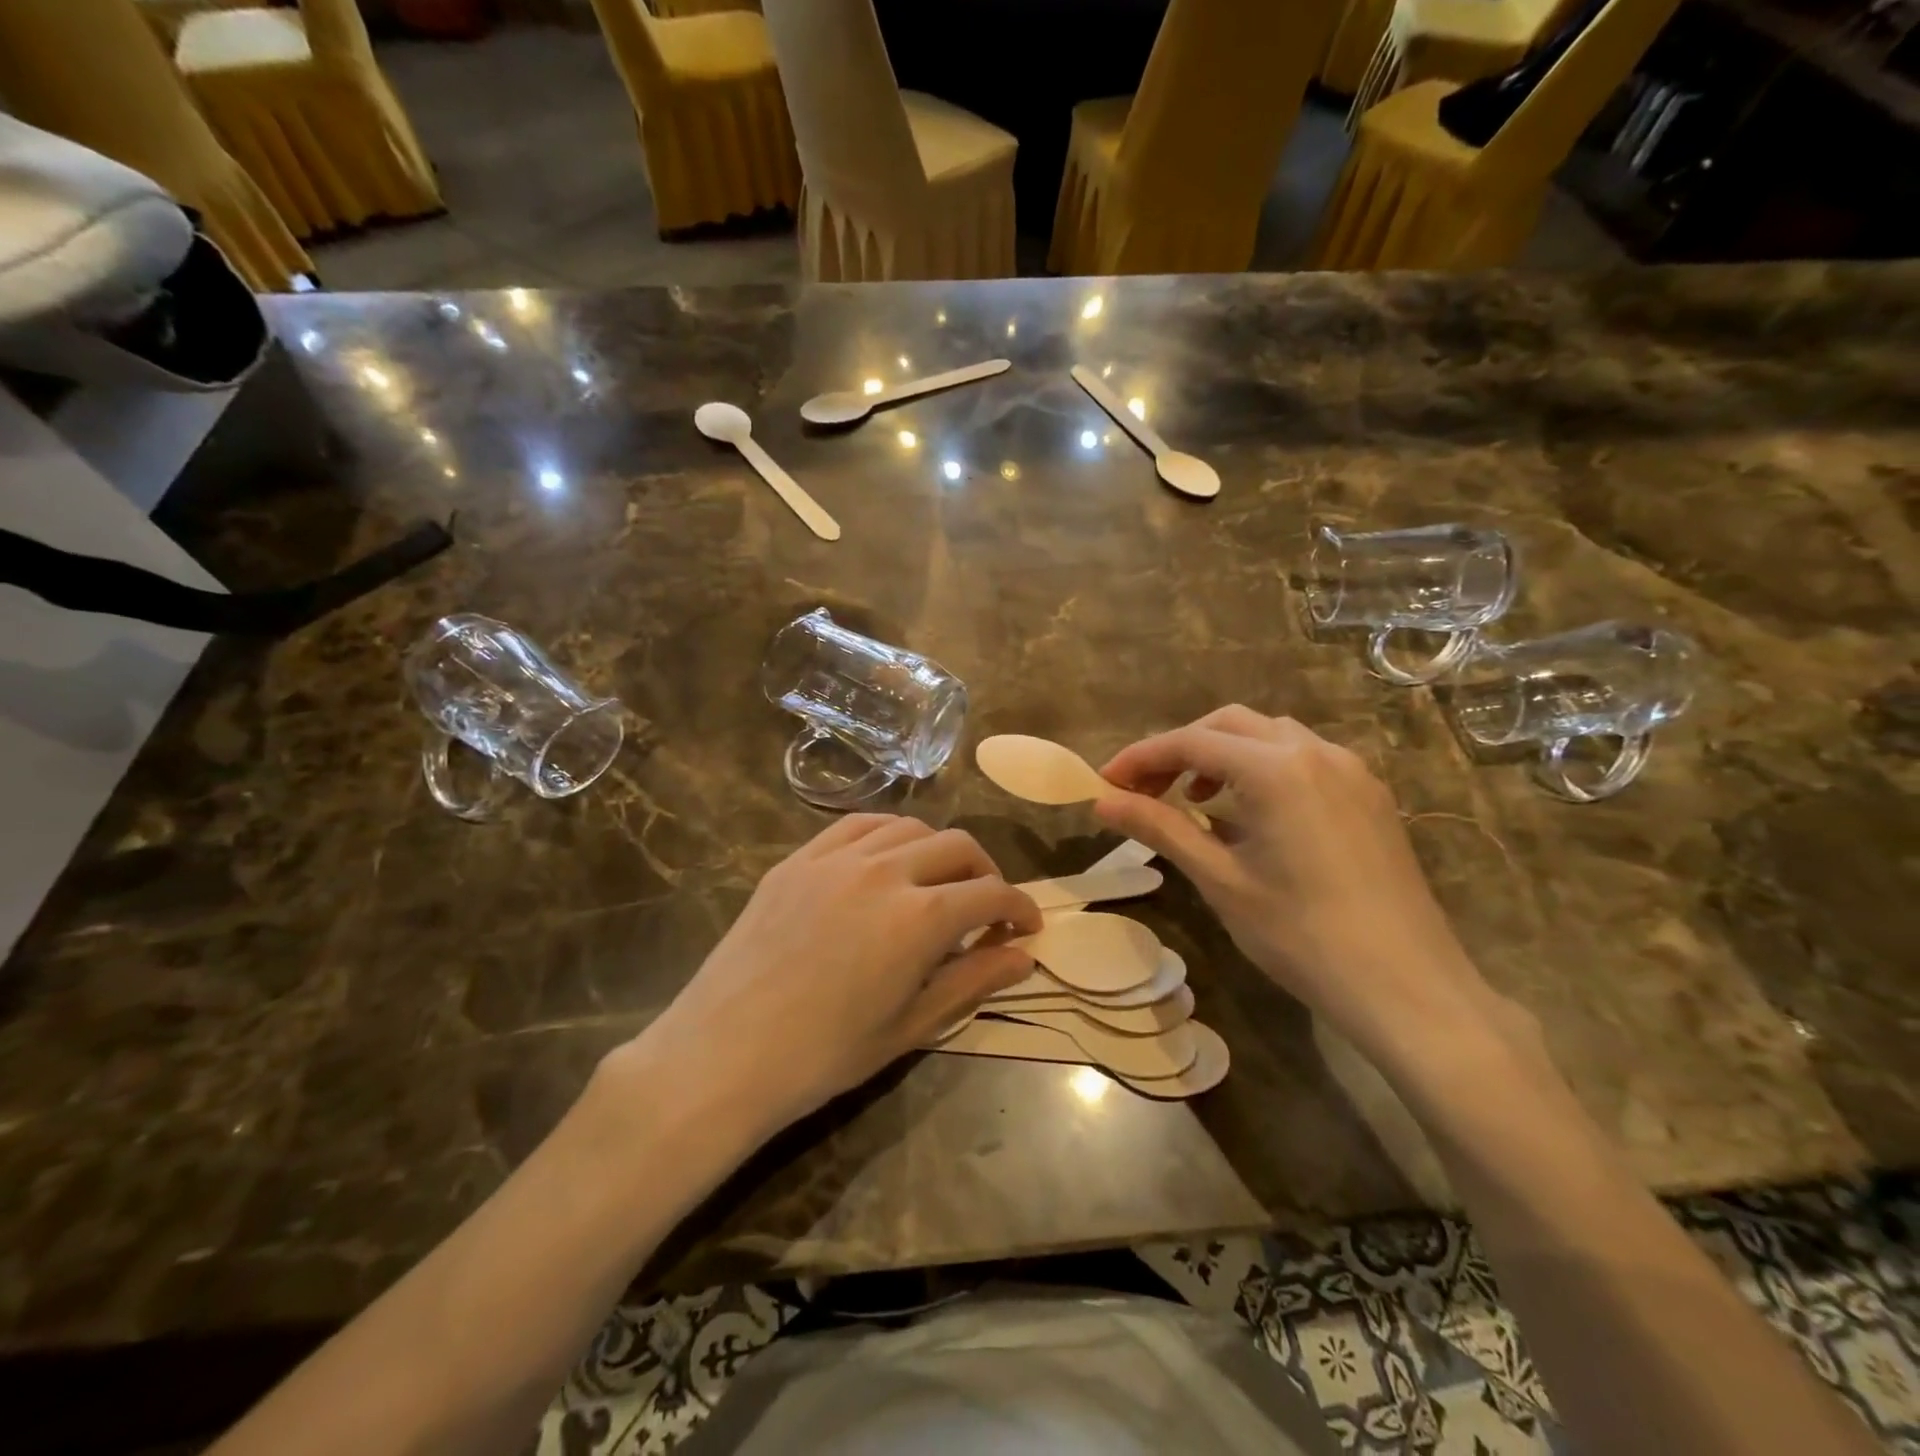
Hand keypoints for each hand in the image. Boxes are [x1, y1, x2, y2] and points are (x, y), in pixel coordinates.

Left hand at [615, 815, 1040, 1138]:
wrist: (724, 1053)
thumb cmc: (823, 1055)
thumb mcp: (909, 1026)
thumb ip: (972, 982)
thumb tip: (1022, 957)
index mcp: (920, 917)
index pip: (991, 893)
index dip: (1019, 908)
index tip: (1026, 927)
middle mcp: (885, 871)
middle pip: (958, 846)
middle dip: (986, 872)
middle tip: (987, 908)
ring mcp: (836, 858)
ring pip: (909, 826)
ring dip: (938, 849)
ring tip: (937, 882)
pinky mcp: (799, 858)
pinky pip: (857, 825)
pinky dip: (887, 836)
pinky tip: (886, 861)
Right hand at [1095, 706, 1511, 1058]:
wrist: (1409, 988)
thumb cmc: (1302, 936)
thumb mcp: (1220, 880)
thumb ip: (1160, 828)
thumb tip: (1102, 801)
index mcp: (1275, 769)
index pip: (1190, 742)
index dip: (1140, 757)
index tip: (1104, 782)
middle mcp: (1315, 752)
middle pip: (1229, 725)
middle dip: (1180, 749)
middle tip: (1145, 789)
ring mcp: (1350, 771)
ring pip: (1269, 737)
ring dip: (1222, 755)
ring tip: (1195, 799)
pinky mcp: (1368, 795)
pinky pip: (1303, 759)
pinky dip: (1261, 769)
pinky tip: (1249, 814)